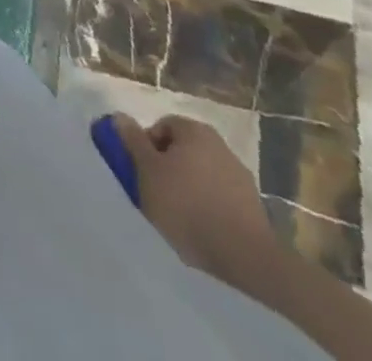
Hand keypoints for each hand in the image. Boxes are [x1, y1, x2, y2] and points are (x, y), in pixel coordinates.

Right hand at [113, 113, 278, 285]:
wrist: (246, 256)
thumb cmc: (187, 205)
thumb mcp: (148, 171)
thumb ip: (132, 141)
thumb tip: (118, 115)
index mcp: (194, 130)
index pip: (161, 127)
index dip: (146, 148)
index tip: (142, 173)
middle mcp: (219, 144)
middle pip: (182, 150)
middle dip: (168, 168)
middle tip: (157, 194)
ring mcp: (240, 176)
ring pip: (202, 174)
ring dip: (189, 188)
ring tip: (180, 216)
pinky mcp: (253, 206)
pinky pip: (220, 197)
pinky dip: (209, 206)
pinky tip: (203, 228)